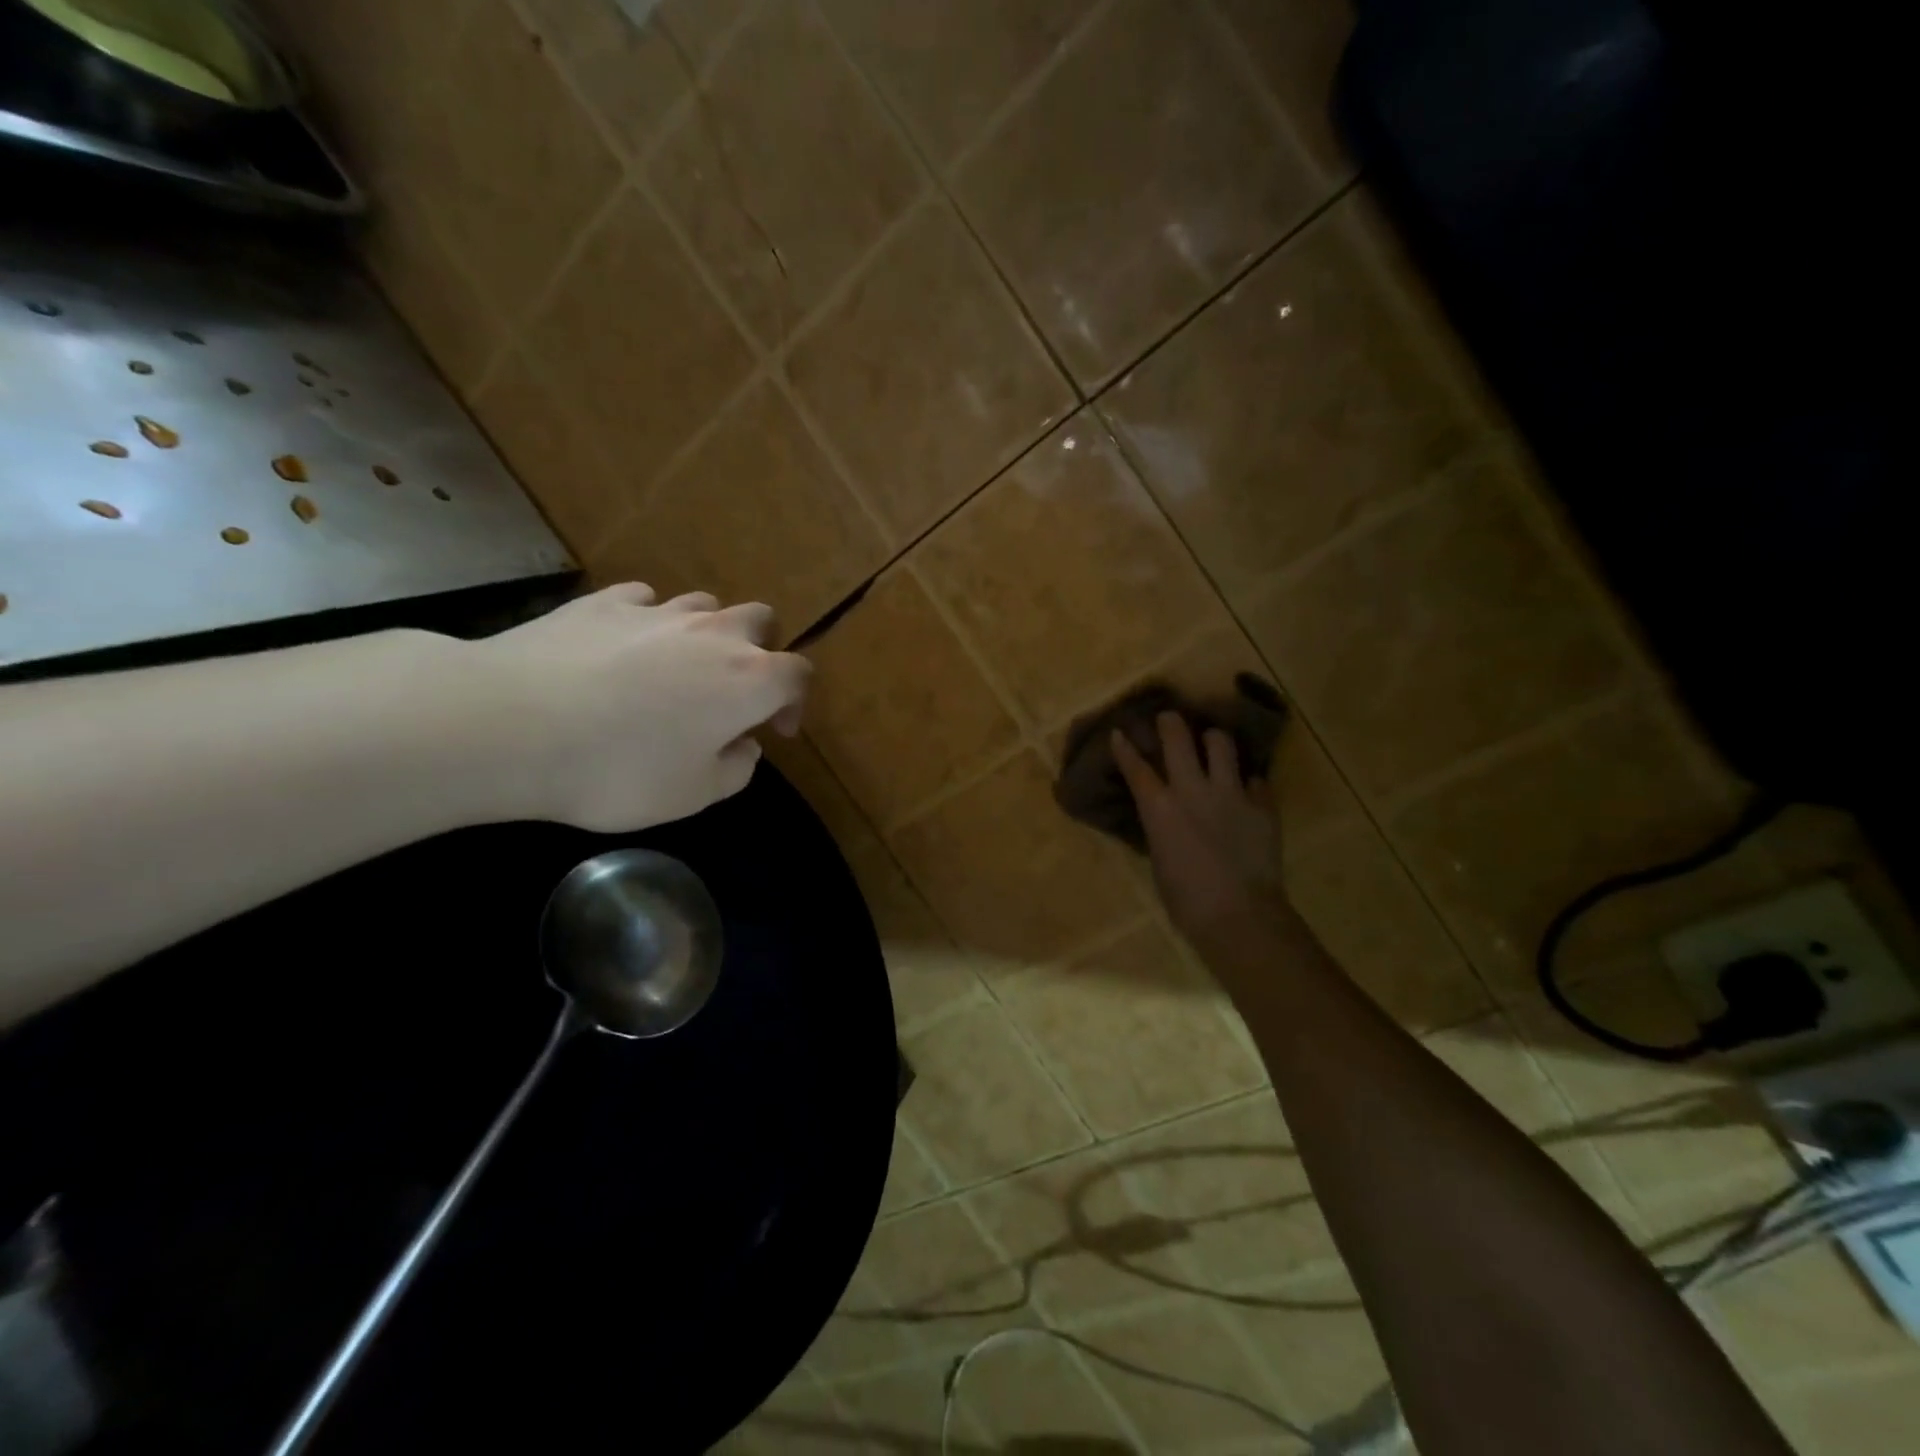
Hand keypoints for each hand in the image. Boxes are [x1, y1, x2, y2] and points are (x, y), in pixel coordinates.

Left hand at [472, 582, 810, 831]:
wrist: (512, 725)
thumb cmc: (619, 769)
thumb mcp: (694, 794)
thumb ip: (736, 769)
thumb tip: (743, 744)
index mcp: (748, 680)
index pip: (798, 674)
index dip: (795, 701)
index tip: (775, 730)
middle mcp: (713, 634)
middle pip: (760, 621)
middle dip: (759, 651)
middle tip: (734, 690)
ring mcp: (657, 611)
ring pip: (704, 605)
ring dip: (706, 633)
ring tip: (677, 668)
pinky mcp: (602, 602)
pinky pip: (644, 601)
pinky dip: (648, 622)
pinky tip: (624, 648)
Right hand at [1111, 712, 1285, 947]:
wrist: (1240, 916)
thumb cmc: (1186, 900)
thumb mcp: (1159, 858)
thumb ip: (1161, 827)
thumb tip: (1164, 816)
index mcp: (1160, 808)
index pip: (1136, 767)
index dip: (1125, 747)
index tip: (1120, 732)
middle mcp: (1193, 790)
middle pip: (1178, 739)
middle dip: (1170, 723)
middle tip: (1169, 718)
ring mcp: (1231, 793)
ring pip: (1221, 744)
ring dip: (1213, 741)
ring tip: (1213, 744)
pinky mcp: (1262, 805)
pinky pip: (1256, 779)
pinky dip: (1248, 781)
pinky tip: (1246, 789)